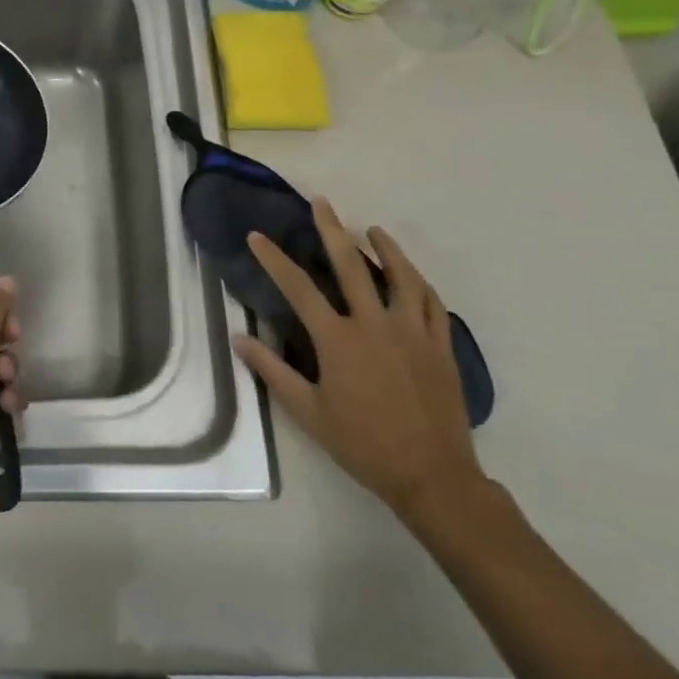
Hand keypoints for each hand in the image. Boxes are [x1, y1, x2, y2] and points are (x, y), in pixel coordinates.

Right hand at [232, 202, 482, 523]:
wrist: (432, 476)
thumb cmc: (362, 444)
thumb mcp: (308, 412)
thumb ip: (272, 371)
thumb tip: (238, 339)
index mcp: (338, 339)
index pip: (298, 288)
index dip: (274, 259)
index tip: (256, 236)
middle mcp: (375, 324)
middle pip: (351, 265)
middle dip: (332, 230)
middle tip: (322, 202)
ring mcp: (413, 332)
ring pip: (400, 277)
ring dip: (386, 248)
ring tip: (374, 230)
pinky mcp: (440, 346)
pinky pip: (432, 303)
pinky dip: (419, 283)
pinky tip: (412, 275)